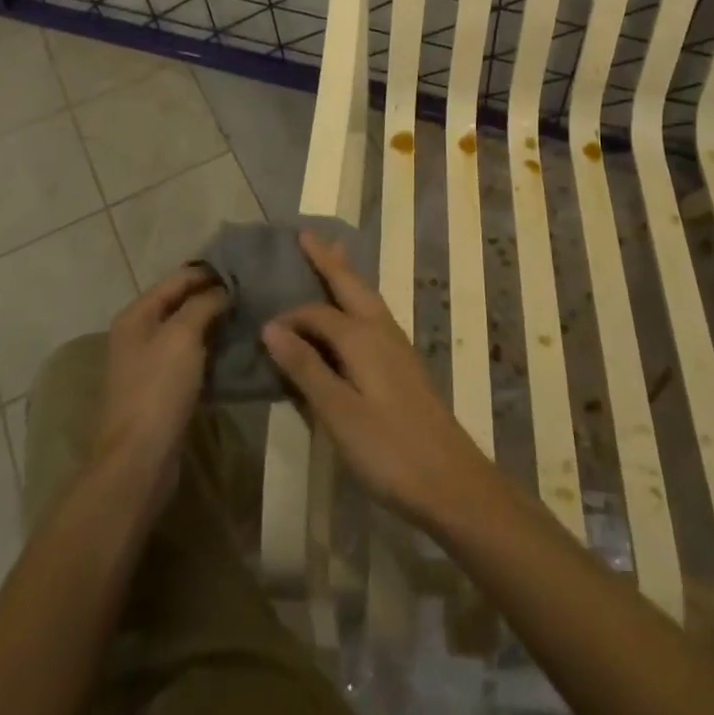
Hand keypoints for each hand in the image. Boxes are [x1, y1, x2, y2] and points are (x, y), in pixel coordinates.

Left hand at [91, 267, 228, 520]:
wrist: (139, 459)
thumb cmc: (158, 388)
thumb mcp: (183, 335)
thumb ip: (204, 304)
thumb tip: (224, 289)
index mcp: (138, 313)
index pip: (179, 278)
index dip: (210, 272)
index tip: (246, 269)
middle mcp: (139, 333)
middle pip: (183, 303)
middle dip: (215, 297)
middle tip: (253, 293)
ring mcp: (150, 362)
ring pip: (189, 331)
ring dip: (216, 324)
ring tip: (250, 317)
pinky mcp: (163, 388)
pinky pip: (192, 358)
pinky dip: (212, 351)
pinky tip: (237, 350)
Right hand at [261, 231, 497, 529]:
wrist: (451, 479)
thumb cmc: (389, 449)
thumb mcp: (338, 413)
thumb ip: (306, 368)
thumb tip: (271, 326)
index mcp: (362, 337)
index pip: (317, 313)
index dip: (289, 317)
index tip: (262, 330)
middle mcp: (381, 330)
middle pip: (351, 285)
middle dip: (328, 260)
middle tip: (307, 235)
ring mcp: (397, 345)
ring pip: (366, 297)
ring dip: (346, 275)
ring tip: (332, 255)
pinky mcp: (404, 363)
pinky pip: (373, 314)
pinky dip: (357, 298)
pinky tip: (354, 312)